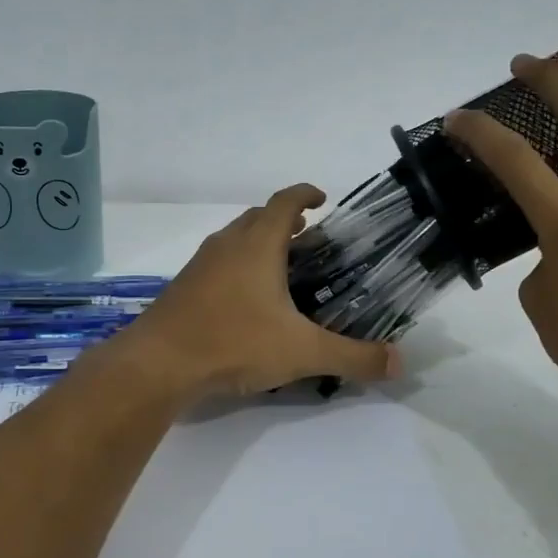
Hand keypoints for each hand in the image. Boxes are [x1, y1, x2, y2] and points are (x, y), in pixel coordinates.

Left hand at [114, 186, 401, 401]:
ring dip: (259, 243)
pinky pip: (217, 263)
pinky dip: (238, 267)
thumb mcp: (303, 352)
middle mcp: (227, 245)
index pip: (285, 201)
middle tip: (311, 239)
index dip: (305, 194)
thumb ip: (353, 357)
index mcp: (257, 244)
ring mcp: (200, 265)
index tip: (323, 199)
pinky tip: (246, 301)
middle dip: (285, 221)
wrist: (158, 363)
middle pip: (258, 217)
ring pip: (234, 240)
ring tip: (282, 267)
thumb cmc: (234, 343)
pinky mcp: (183, 287)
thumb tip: (399, 362)